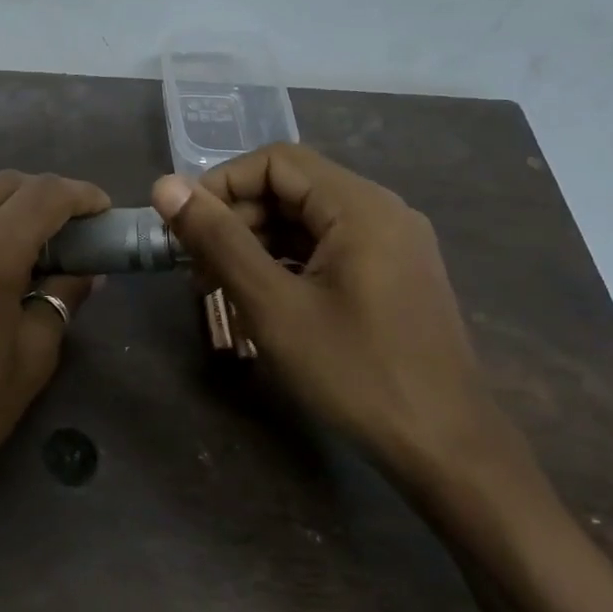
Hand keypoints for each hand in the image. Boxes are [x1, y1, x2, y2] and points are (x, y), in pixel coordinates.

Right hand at [152, 144, 533, 493]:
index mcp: (360, 206)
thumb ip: (218, 240)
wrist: (447, 450)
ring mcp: (392, 245)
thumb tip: (165, 186)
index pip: (275, 161)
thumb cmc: (355, 373)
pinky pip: (327, 250)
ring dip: (256, 244)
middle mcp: (381, 212)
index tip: (183, 228)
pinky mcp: (392, 276)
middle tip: (195, 268)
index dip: (220, 185)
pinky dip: (286, 264)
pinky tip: (260, 300)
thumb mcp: (273, 306)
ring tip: (218, 288)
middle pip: (291, 189)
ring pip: (306, 222)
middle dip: (235, 220)